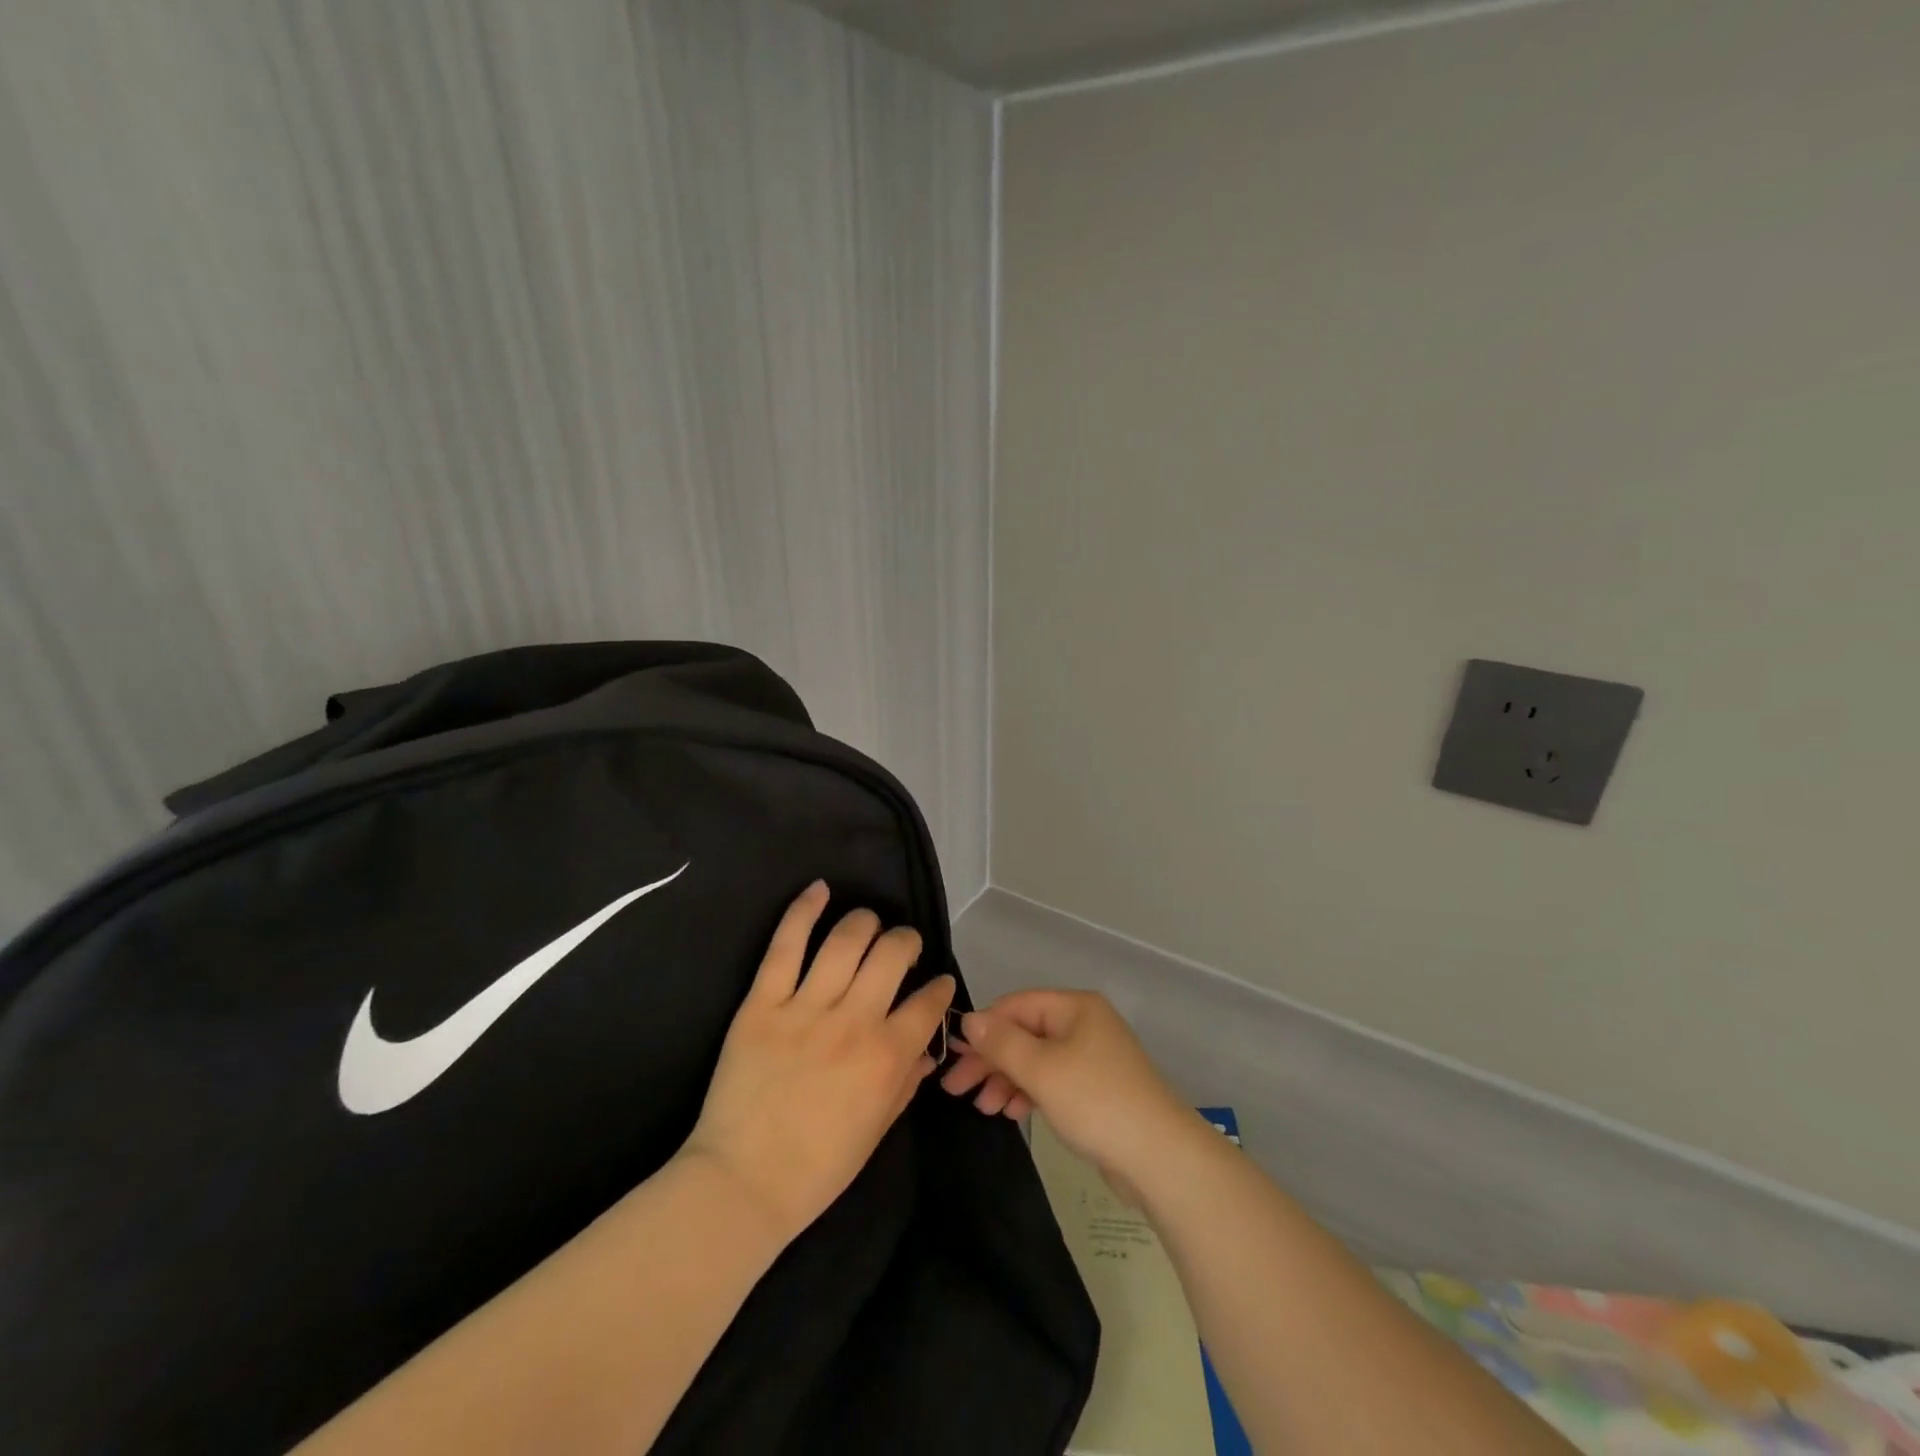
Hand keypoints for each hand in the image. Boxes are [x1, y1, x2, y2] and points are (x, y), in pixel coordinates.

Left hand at [681, 882, 954, 1242]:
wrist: (741, 1184)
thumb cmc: (816, 1168)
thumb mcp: (876, 1132)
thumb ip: (906, 1083)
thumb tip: (927, 1050)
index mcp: (887, 1056)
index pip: (929, 1002)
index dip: (940, 987)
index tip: (938, 982)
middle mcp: (854, 1021)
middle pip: (892, 954)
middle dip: (906, 942)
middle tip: (902, 947)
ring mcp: (806, 1008)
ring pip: (846, 940)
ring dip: (866, 923)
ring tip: (869, 924)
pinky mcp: (762, 1003)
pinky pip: (785, 945)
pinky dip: (804, 911)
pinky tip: (820, 889)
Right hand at [941, 989, 1200, 1198]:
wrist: (1160, 1157)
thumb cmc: (1096, 1102)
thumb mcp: (1041, 1069)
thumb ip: (1001, 1042)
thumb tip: (969, 1019)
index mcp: (1075, 1007)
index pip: (1015, 1005)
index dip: (982, 1028)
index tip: (950, 1055)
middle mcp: (1084, 1024)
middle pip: (1024, 1033)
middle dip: (990, 1059)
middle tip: (955, 1088)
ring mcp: (1092, 1057)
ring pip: (1036, 1060)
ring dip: (1006, 1079)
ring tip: (984, 1107)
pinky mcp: (1097, 1089)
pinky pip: (1052, 1081)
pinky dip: (1029, 1093)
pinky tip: (1012, 1113)